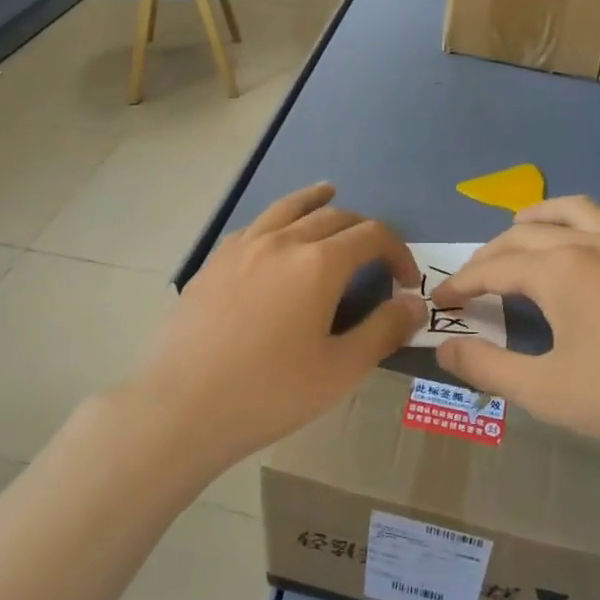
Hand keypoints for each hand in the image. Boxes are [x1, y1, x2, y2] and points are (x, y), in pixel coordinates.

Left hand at [130, 183, 425, 474]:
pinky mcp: (214, 261)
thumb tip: (416, 303)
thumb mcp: (340, 370)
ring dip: (316, 200)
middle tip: (374, 256)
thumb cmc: (270, 392)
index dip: (398, 252)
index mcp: (319, 263)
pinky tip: (276, 233)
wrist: (184, 406)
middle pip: (333, 216)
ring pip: (288, 208)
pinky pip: (255, 225)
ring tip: (329, 193)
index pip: (372, 235)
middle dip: (363, 230)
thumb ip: (384, 330)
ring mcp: (242, 246)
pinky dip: (278, 218)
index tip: (406, 281)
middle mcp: (282, 241)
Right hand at [432, 196, 599, 488]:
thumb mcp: (543, 392)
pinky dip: (577, 230)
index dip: (461, 284)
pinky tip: (581, 265)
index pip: (494, 268)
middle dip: (490, 254)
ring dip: (538, 218)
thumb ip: (486, 368)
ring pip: (574, 212)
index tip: (438, 300)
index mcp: (559, 269)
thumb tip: (444, 350)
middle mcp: (593, 244)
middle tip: (471, 280)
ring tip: (518, 231)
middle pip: (526, 234)